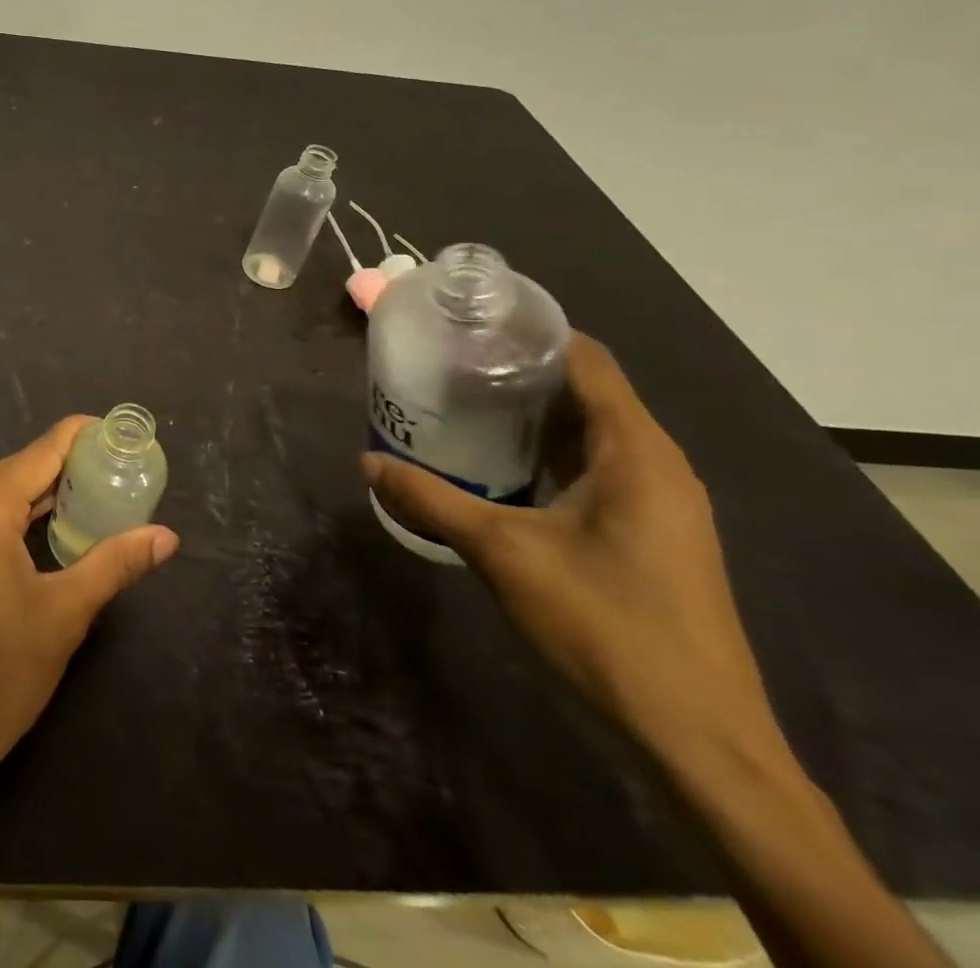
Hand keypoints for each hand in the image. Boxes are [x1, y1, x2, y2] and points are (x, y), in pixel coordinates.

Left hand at [0, 416, 179, 810]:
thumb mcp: (62, 618)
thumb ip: (114, 563)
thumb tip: (167, 536)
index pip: (44, 449)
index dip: (85, 437)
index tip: (123, 437)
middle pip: (20, 469)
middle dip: (70, 471)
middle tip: (121, 479)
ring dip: (43, 496)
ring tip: (96, 501)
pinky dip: (14, 516)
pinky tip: (46, 531)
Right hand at [362, 334, 777, 762]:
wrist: (697, 737)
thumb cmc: (605, 625)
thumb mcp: (502, 553)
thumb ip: (431, 499)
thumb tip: (367, 461)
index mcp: (636, 451)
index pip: (586, 359)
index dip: (529, 333)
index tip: (468, 325)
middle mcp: (656, 463)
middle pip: (586, 390)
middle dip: (517, 372)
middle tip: (447, 363)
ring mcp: (659, 501)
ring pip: (589, 431)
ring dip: (530, 415)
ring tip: (460, 403)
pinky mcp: (651, 532)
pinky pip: (595, 467)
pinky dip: (546, 452)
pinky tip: (497, 463)